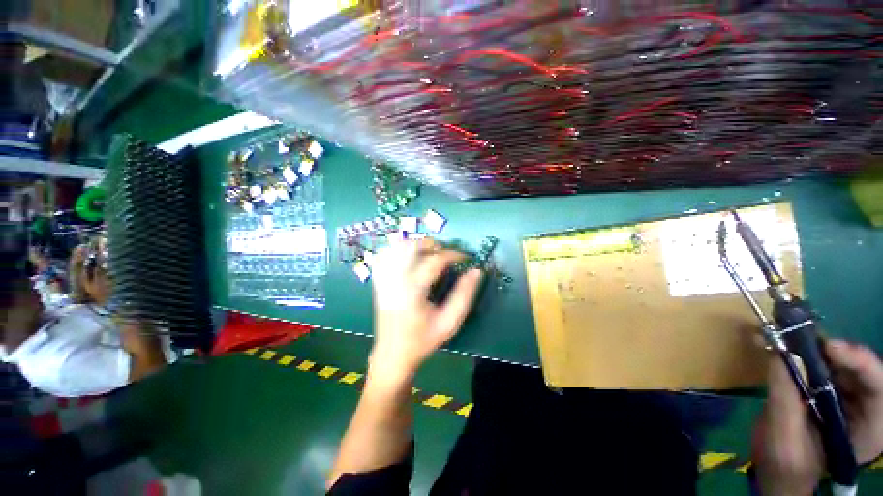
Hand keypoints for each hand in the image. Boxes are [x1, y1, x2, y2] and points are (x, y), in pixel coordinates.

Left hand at [368, 238, 482, 383]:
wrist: (392, 354)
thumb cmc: (422, 340)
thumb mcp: (449, 323)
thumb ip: (464, 296)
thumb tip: (476, 272)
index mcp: (413, 290)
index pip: (434, 261)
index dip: (453, 254)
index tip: (465, 257)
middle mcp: (395, 280)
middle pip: (411, 246)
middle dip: (432, 244)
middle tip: (446, 254)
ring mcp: (384, 279)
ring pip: (396, 247)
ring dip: (416, 245)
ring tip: (429, 254)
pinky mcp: (379, 281)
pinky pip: (384, 256)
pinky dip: (398, 250)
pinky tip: (409, 258)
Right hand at [753, 340, 882, 494]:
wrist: (780, 469)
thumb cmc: (785, 462)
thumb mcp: (784, 437)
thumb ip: (785, 399)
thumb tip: (780, 354)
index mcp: (869, 429)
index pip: (878, 388)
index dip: (859, 363)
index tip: (829, 348)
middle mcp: (867, 408)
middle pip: (860, 370)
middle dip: (832, 352)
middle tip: (800, 337)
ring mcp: (850, 397)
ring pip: (841, 363)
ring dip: (815, 348)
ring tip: (786, 337)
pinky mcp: (832, 389)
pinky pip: (824, 364)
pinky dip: (804, 352)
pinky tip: (783, 346)